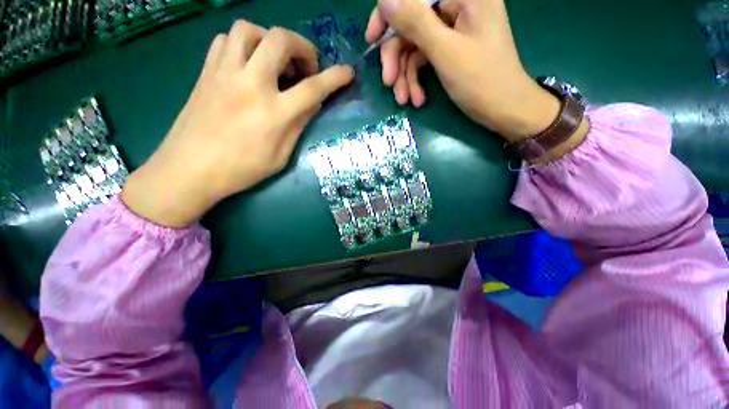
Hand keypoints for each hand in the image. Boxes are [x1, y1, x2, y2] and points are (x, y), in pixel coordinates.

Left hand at [122, 21, 353, 226]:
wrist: (189, 169)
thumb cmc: (242, 169)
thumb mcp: (281, 155)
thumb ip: (299, 125)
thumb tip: (312, 103)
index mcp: (274, 112)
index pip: (313, 88)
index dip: (335, 78)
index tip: (348, 72)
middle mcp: (250, 83)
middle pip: (280, 40)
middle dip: (302, 47)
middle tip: (306, 67)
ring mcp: (224, 73)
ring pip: (249, 30)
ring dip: (270, 39)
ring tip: (275, 62)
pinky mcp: (206, 72)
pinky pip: (225, 40)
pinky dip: (243, 45)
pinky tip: (249, 64)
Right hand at [365, 0, 560, 141]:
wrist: (503, 110)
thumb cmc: (481, 81)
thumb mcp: (445, 51)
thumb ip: (415, 22)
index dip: (389, 13)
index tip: (373, 39)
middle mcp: (457, 6)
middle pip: (411, 23)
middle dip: (397, 57)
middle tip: (389, 84)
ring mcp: (453, 30)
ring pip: (415, 46)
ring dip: (405, 75)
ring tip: (404, 99)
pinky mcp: (450, 50)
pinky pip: (424, 59)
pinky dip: (417, 80)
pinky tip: (417, 99)